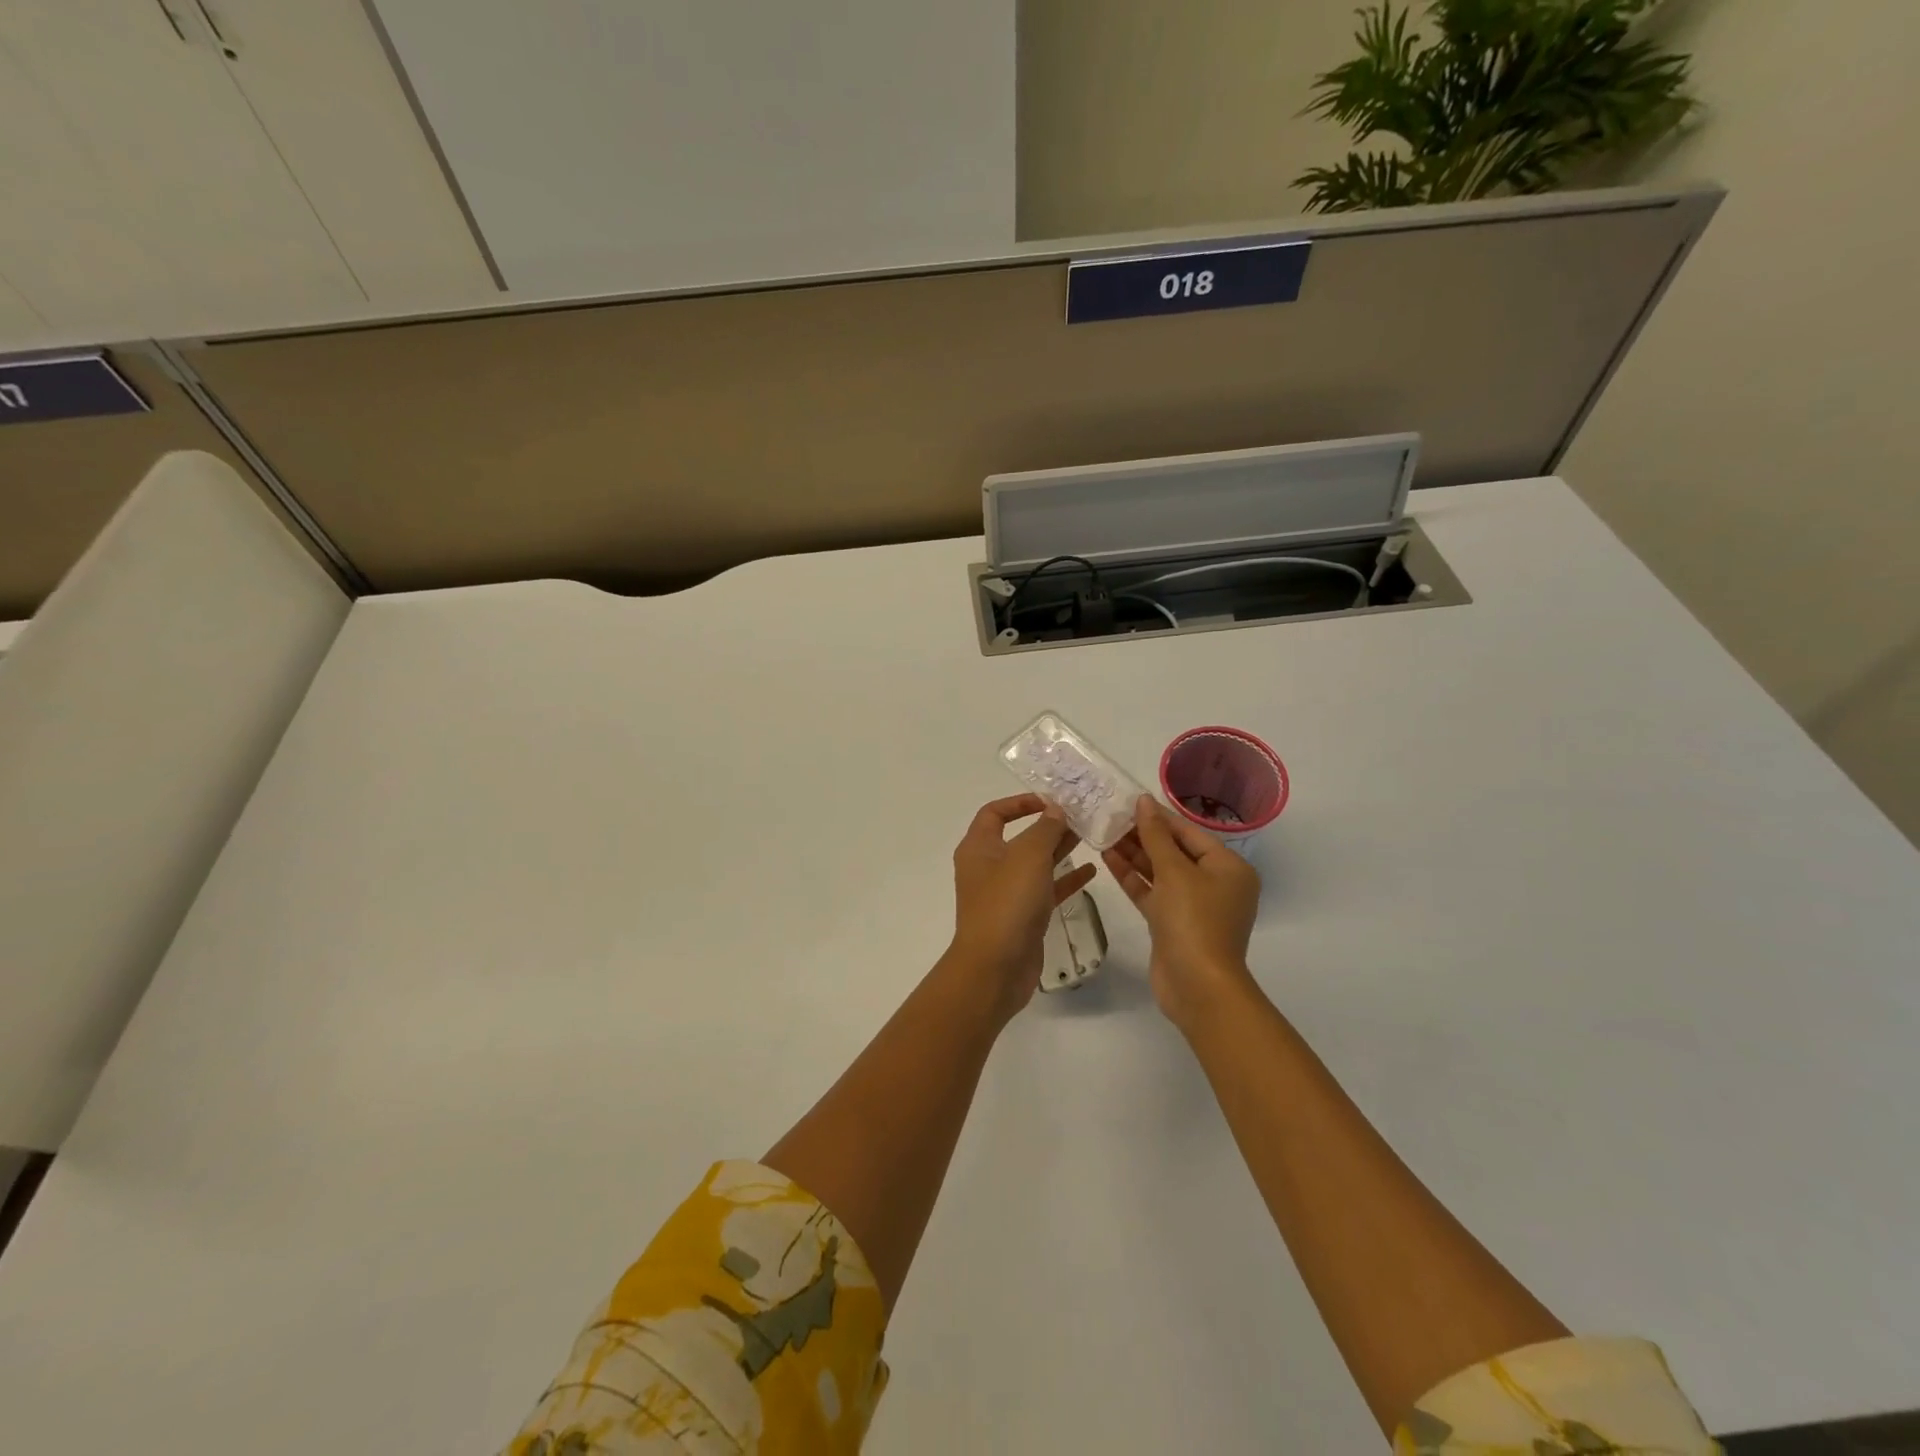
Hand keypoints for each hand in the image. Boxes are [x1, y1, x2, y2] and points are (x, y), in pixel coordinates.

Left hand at [947, 794, 1097, 1023]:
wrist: (995, 969)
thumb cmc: (1007, 904)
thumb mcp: (1028, 857)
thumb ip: (1045, 829)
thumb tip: (1056, 810)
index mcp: (979, 848)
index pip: (994, 812)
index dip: (1020, 802)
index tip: (1052, 801)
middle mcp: (989, 867)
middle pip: (1020, 837)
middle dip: (1049, 825)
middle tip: (1083, 816)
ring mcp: (1006, 893)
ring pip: (1036, 863)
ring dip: (1061, 849)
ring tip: (1092, 836)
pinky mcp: (1024, 916)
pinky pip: (1046, 889)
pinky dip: (1066, 879)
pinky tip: (1092, 871)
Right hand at [1102, 796, 1261, 1029]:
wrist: (1197, 986)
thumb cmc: (1193, 920)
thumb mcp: (1174, 871)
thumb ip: (1155, 835)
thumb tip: (1144, 801)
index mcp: (1229, 867)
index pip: (1189, 832)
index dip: (1159, 816)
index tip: (1129, 800)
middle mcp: (1215, 884)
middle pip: (1175, 851)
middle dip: (1143, 835)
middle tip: (1110, 816)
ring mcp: (1194, 906)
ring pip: (1161, 872)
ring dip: (1134, 855)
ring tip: (1103, 833)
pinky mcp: (1173, 924)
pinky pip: (1153, 893)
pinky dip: (1133, 878)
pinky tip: (1108, 859)